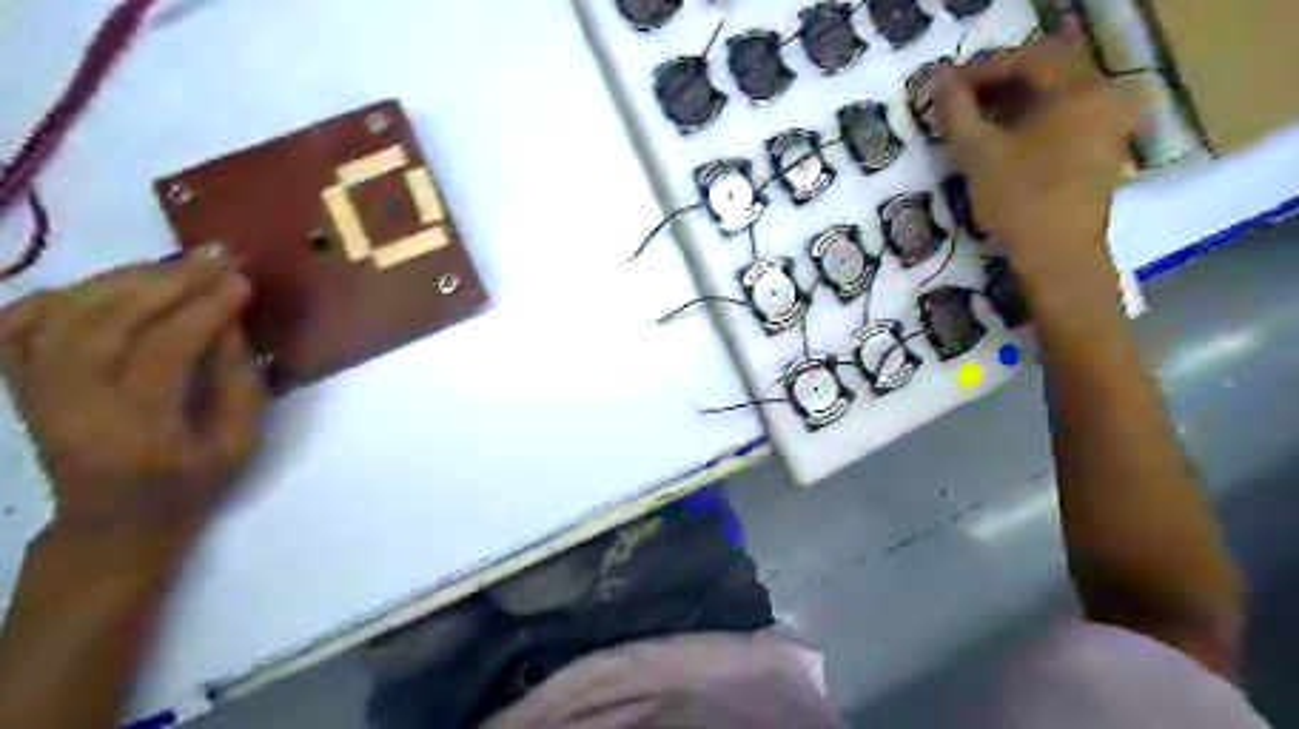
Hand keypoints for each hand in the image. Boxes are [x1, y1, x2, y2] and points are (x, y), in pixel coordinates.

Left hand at [1, 241, 265, 548]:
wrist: (114, 521)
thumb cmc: (190, 485)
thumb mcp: (240, 442)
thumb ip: (239, 381)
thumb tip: (229, 322)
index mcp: (136, 429)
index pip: (162, 351)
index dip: (203, 310)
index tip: (241, 280)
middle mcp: (72, 404)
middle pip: (107, 323)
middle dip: (167, 282)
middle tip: (213, 256)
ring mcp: (35, 390)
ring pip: (63, 315)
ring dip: (122, 279)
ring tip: (173, 263)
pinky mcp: (21, 382)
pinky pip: (18, 322)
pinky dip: (58, 294)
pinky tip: (103, 285)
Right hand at [940, 21, 1138, 282]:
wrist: (1058, 258)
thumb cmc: (1020, 201)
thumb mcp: (978, 154)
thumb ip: (956, 112)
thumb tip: (937, 80)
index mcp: (1080, 89)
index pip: (1027, 59)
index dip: (982, 70)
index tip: (946, 90)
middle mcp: (1103, 97)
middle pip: (1046, 73)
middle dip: (998, 84)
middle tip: (959, 104)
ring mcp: (1106, 125)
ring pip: (1053, 98)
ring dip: (1011, 104)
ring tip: (974, 124)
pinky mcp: (1100, 150)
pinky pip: (1063, 119)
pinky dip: (1030, 122)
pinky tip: (1001, 142)